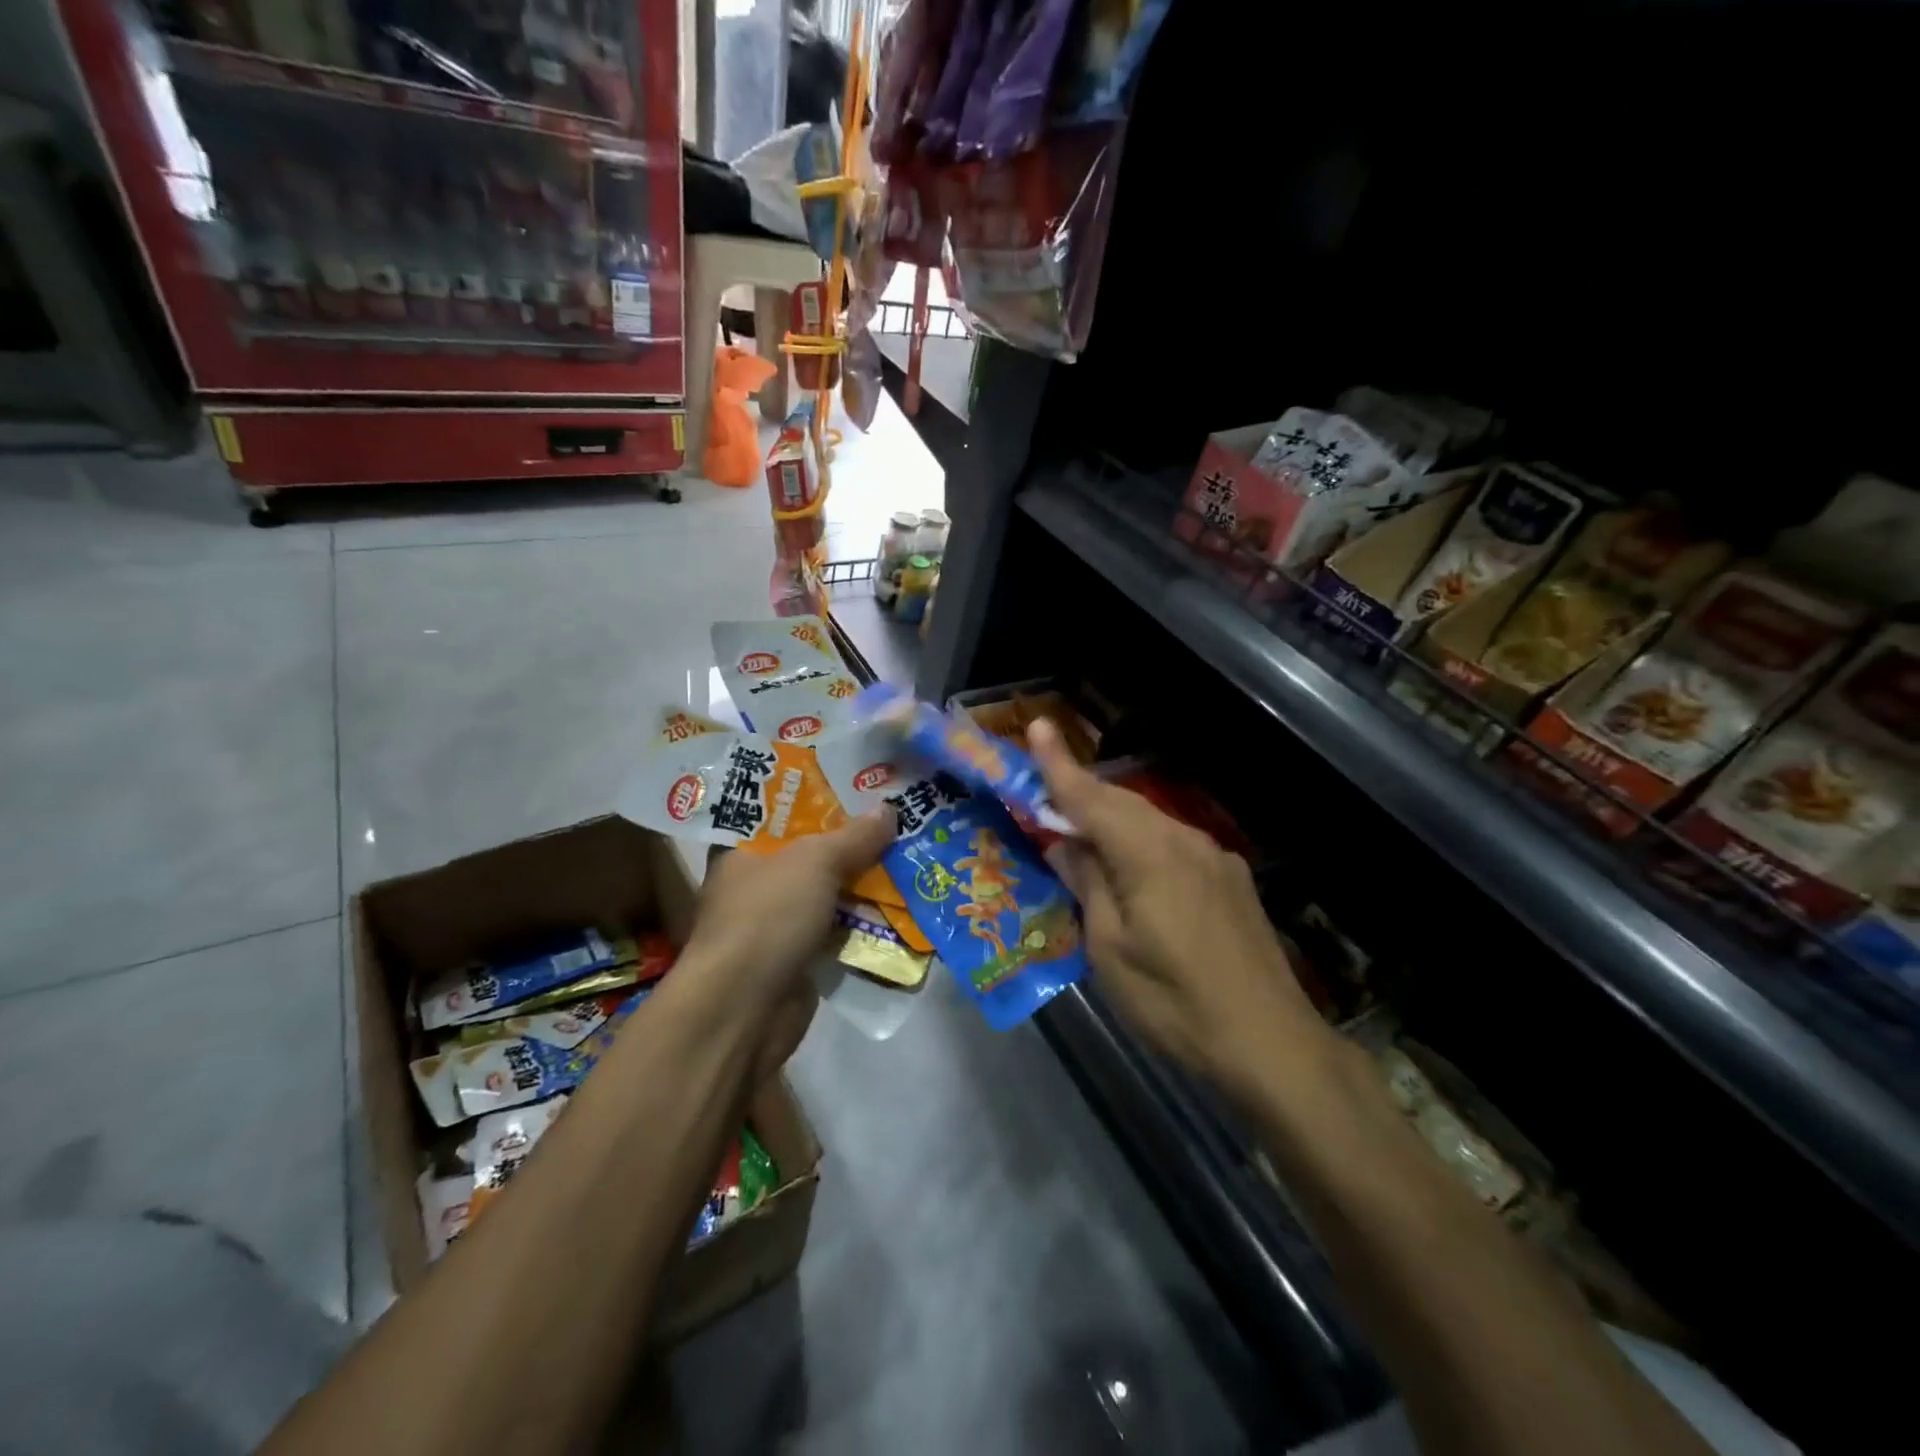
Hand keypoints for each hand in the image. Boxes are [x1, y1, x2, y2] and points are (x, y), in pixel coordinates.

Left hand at [684, 807, 896, 1005]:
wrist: (744, 1008)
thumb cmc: (767, 916)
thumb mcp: (815, 861)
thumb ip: (854, 836)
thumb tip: (889, 809)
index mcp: (741, 850)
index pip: (779, 814)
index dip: (817, 800)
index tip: (857, 788)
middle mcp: (755, 884)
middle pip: (810, 854)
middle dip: (852, 842)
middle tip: (896, 819)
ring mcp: (776, 924)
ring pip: (827, 893)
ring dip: (863, 883)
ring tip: (909, 856)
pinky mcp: (797, 958)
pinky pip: (836, 931)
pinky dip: (862, 922)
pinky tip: (900, 906)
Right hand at [1029, 720, 1325, 1102]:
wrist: (1272, 1043)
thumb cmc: (1175, 1002)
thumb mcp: (1111, 950)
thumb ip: (1088, 885)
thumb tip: (1065, 844)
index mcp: (1149, 854)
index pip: (1091, 798)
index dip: (1059, 764)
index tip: (1037, 725)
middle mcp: (1185, 841)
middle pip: (1122, 805)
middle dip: (1081, 793)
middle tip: (1043, 792)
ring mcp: (1214, 859)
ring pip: (1150, 823)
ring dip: (1111, 820)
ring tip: (1080, 834)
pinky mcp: (1230, 881)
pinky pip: (1173, 846)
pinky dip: (1141, 844)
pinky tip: (1132, 871)